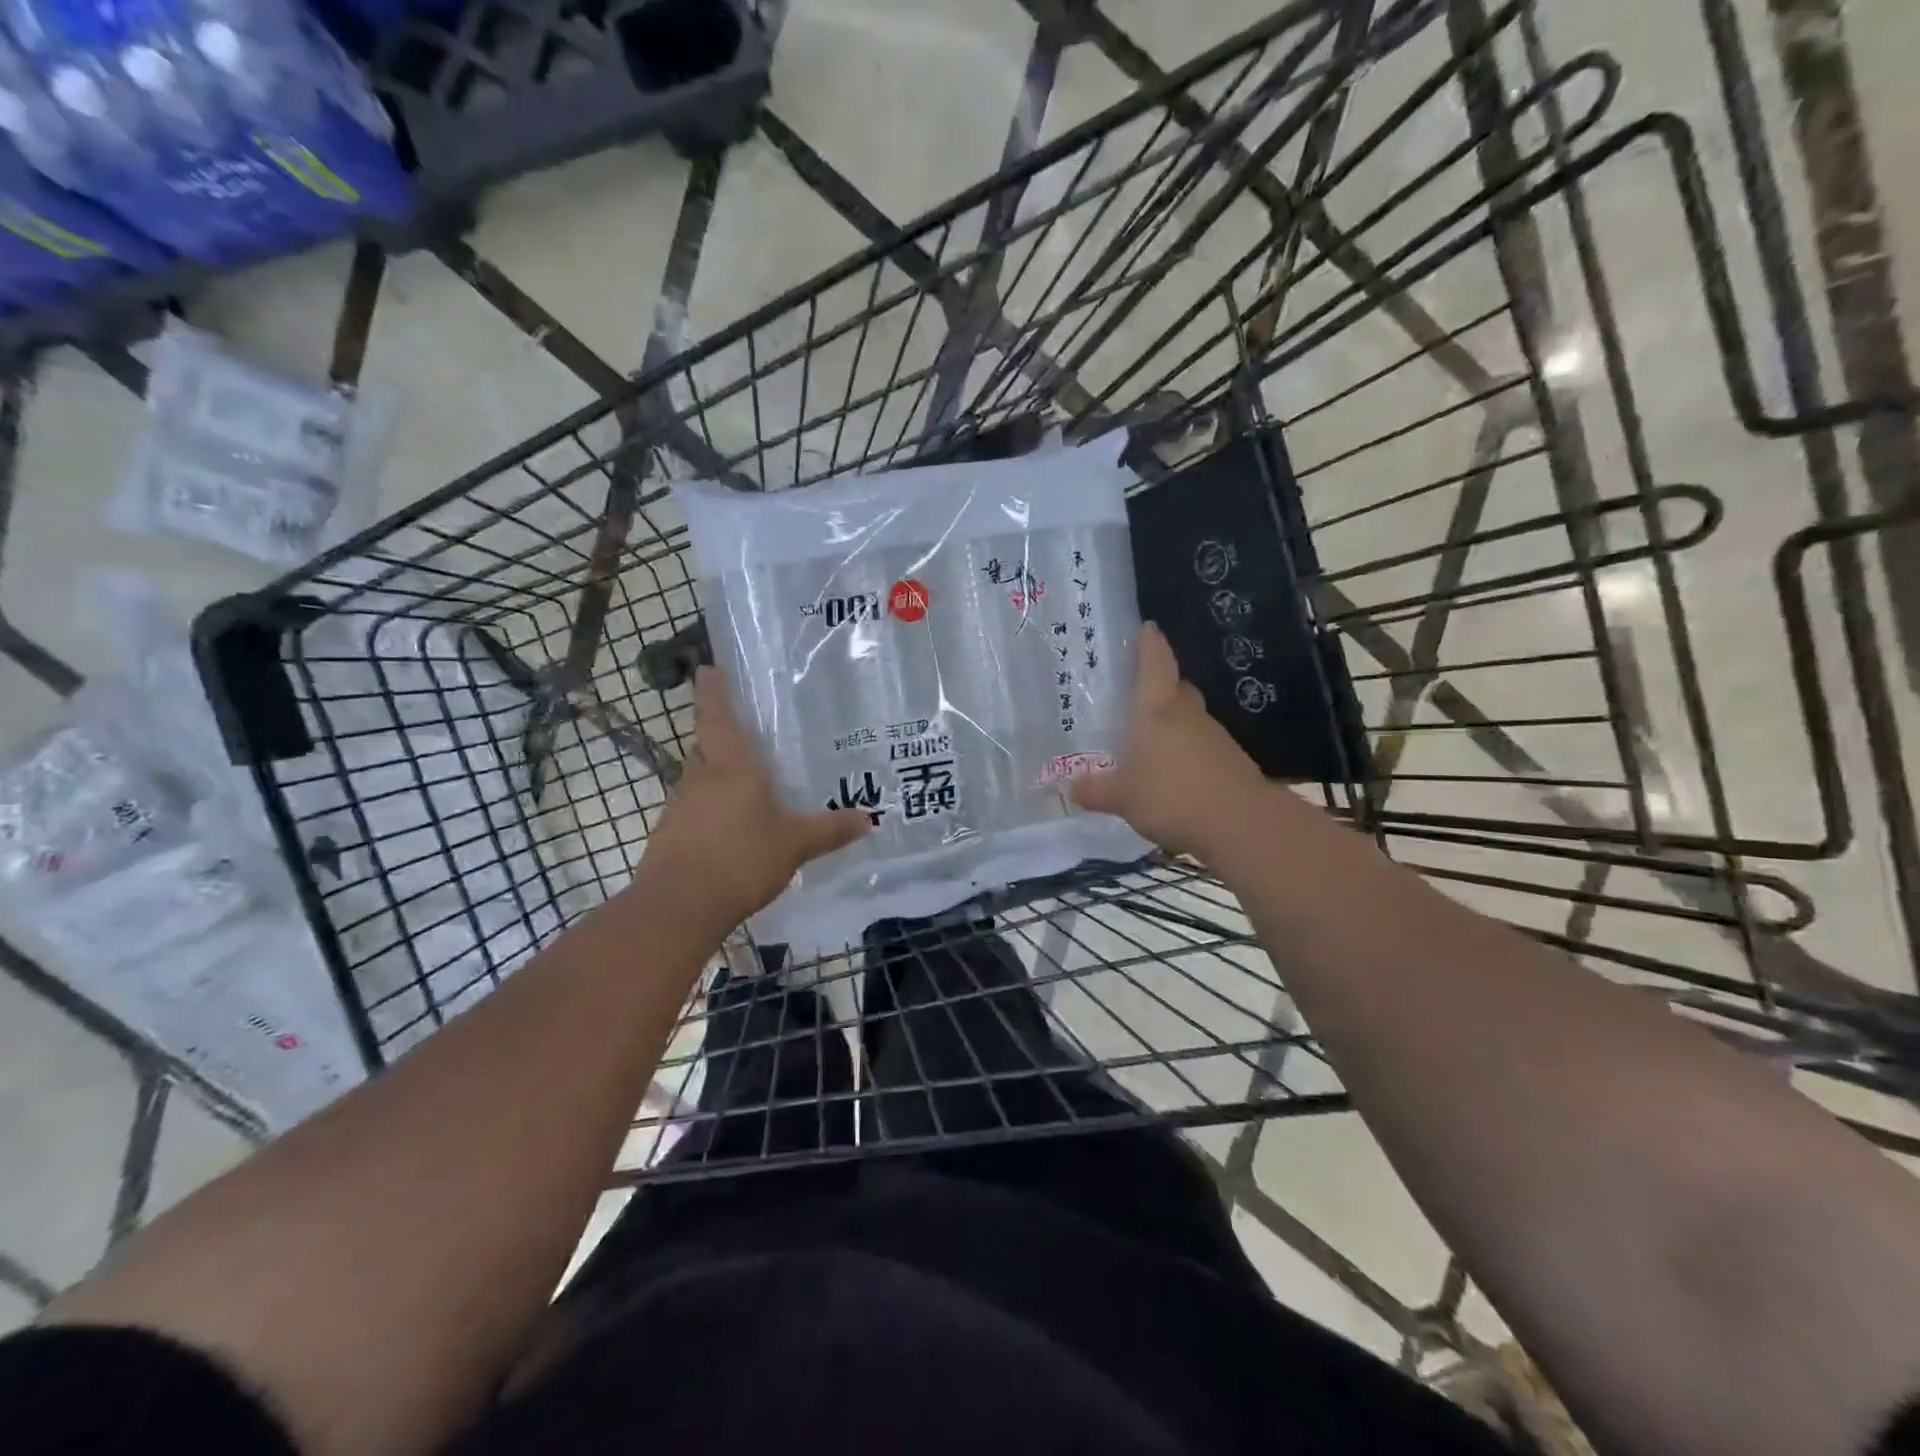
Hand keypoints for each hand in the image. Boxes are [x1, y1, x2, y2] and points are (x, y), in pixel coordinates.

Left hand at [638, 666, 870, 928]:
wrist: (679, 906)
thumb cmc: (740, 859)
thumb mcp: (794, 844)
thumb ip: (830, 830)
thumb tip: (869, 819)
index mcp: (730, 765)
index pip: (717, 714)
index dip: (714, 690)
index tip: (709, 668)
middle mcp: (700, 777)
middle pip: (706, 744)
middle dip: (720, 734)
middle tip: (747, 731)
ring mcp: (680, 806)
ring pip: (699, 777)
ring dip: (716, 773)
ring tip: (747, 781)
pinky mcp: (670, 834)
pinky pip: (694, 807)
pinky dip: (710, 807)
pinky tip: (731, 826)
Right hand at [1071, 623, 1268, 858]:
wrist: (1242, 825)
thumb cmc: (1174, 796)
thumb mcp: (1123, 797)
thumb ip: (1095, 790)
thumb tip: (1070, 785)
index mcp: (1160, 710)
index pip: (1155, 663)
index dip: (1149, 643)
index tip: (1146, 626)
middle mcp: (1189, 715)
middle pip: (1176, 689)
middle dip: (1160, 686)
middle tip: (1136, 694)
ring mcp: (1215, 738)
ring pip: (1190, 720)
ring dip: (1172, 725)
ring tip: (1147, 742)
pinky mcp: (1231, 763)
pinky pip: (1201, 748)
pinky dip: (1186, 753)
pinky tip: (1171, 776)